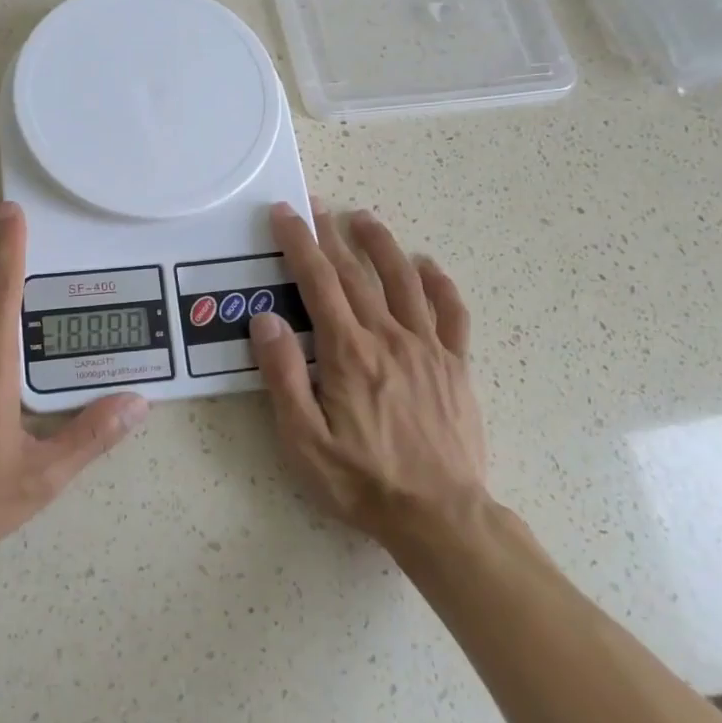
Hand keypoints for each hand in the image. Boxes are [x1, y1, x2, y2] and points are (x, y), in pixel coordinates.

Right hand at [249, 201, 488, 550]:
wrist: (439, 516)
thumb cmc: (361, 480)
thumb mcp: (303, 439)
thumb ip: (283, 375)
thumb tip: (266, 319)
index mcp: (348, 352)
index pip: (317, 282)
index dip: (299, 243)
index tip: (285, 213)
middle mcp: (388, 338)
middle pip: (356, 274)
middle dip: (331, 235)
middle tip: (316, 206)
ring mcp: (427, 348)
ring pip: (404, 281)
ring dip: (382, 245)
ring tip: (365, 218)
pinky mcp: (455, 366)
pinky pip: (452, 314)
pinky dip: (440, 285)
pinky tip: (429, 266)